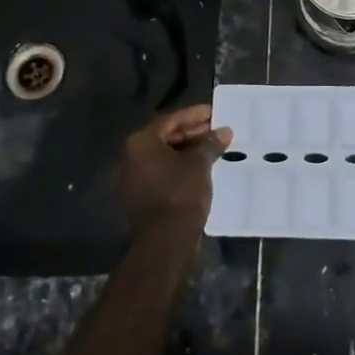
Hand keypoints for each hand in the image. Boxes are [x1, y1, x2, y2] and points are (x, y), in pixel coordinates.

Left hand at [115, 105, 228, 237]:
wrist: (165, 241)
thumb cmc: (181, 192)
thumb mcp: (200, 163)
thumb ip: (211, 143)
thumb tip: (224, 131)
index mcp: (140, 142)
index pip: (170, 119)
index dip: (195, 115)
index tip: (215, 113)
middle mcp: (130, 157)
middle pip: (164, 137)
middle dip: (192, 133)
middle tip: (216, 131)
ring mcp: (131, 179)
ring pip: (162, 157)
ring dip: (186, 151)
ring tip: (212, 149)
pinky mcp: (138, 197)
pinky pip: (160, 173)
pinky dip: (178, 168)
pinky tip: (199, 169)